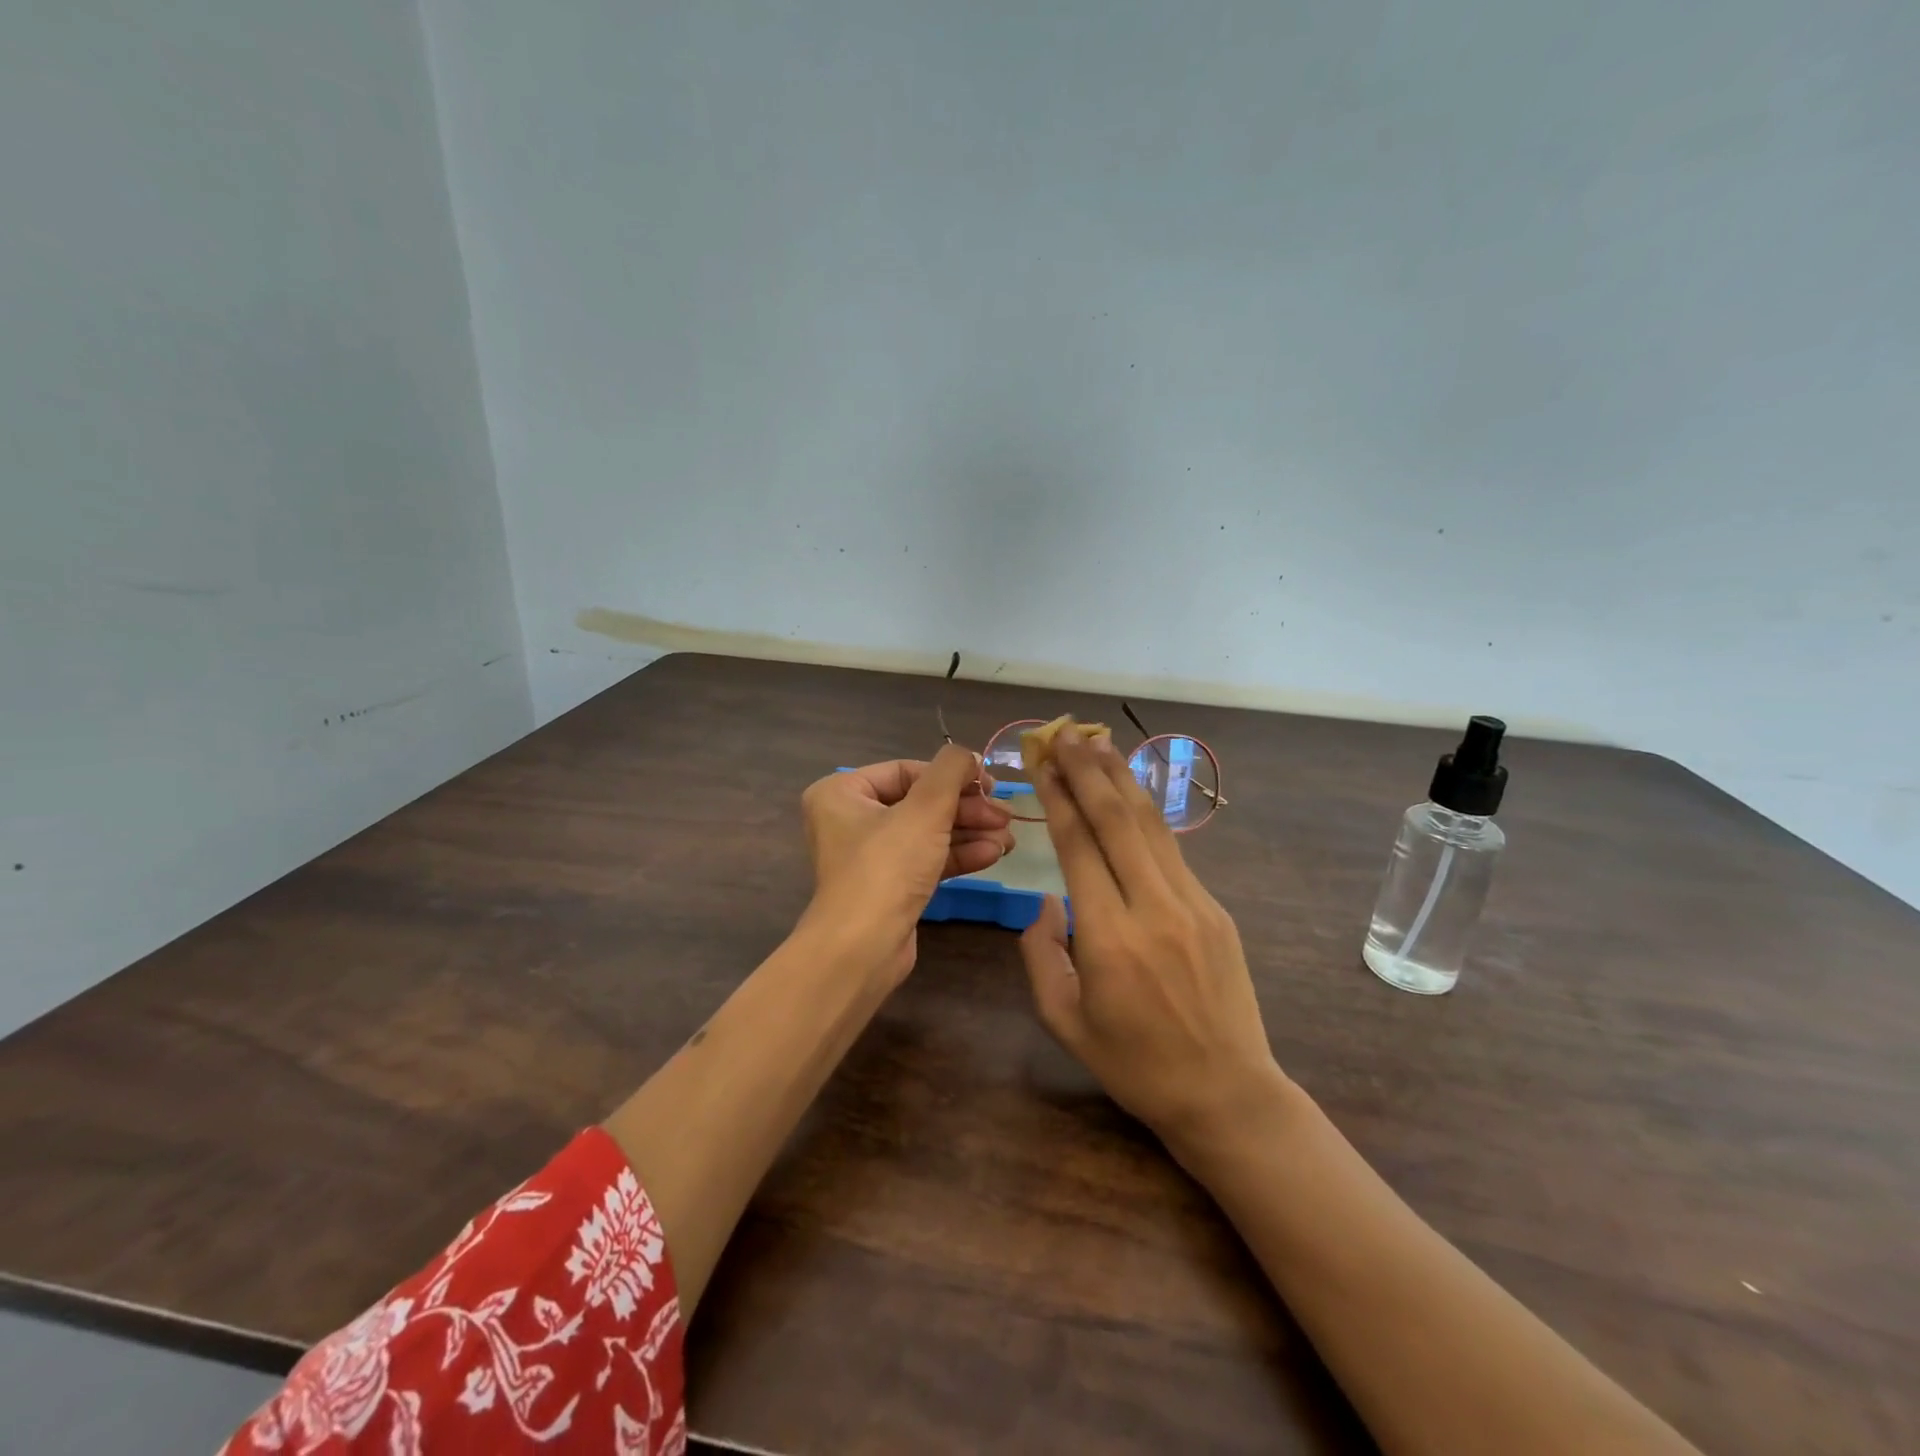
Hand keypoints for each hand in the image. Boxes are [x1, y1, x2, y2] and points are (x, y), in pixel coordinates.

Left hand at [799, 746, 1014, 986]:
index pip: (907, 770)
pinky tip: (994, 854)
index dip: (952, 775)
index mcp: (842, 793)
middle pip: (920, 802)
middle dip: (967, 809)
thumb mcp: (925, 808)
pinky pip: (927, 859)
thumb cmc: (887, 866)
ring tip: (1009, 837)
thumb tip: (968, 757)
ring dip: (970, 832)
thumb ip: (951, 770)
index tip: (990, 784)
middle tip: (1005, 815)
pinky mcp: (889, 887)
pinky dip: (959, 855)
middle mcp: (850, 820)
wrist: (863, 948)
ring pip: (928, 832)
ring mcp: (870, 856)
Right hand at [1019, 724, 1284, 1147]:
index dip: (1059, 798)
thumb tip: (1045, 901)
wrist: (1227, 1093)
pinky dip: (1147, 814)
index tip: (1042, 763)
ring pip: (1151, 826)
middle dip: (1088, 771)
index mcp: (1110, 938)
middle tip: (1065, 734)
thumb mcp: (1064, 1021)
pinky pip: (1172, 851)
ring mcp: (1193, 904)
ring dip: (1122, 780)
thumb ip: (1040, 955)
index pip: (1079, 846)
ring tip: (1098, 743)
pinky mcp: (1216, 909)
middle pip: (1117, 820)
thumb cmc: (1135, 1064)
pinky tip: (1132, 793)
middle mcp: (1154, 908)